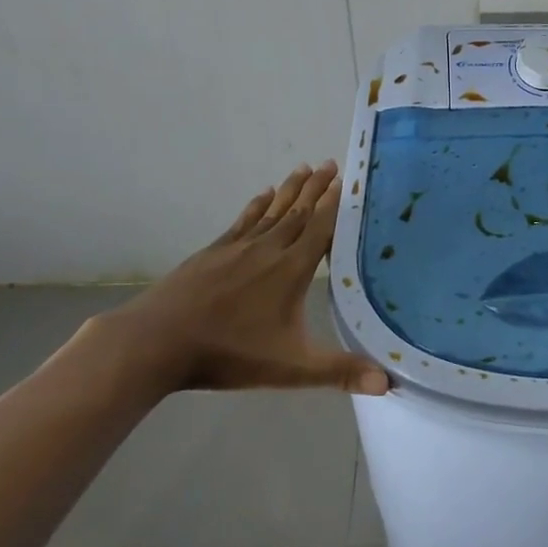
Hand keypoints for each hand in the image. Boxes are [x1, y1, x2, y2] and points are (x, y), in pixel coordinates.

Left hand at [88, 162, 389, 396]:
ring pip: (273, 210)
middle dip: (317, 188)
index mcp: (292, 269)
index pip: (321, 227)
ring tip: (304, 168)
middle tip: (331, 163)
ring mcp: (238, 247)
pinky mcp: (213, 252)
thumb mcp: (291, 368)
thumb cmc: (230, 352)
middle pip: (299, 211)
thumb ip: (340, 371)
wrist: (158, 341)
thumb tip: (389, 383)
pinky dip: (257, 205)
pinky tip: (262, 194)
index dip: (336, 204)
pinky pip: (243, 220)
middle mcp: (269, 248)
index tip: (348, 180)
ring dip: (291, 189)